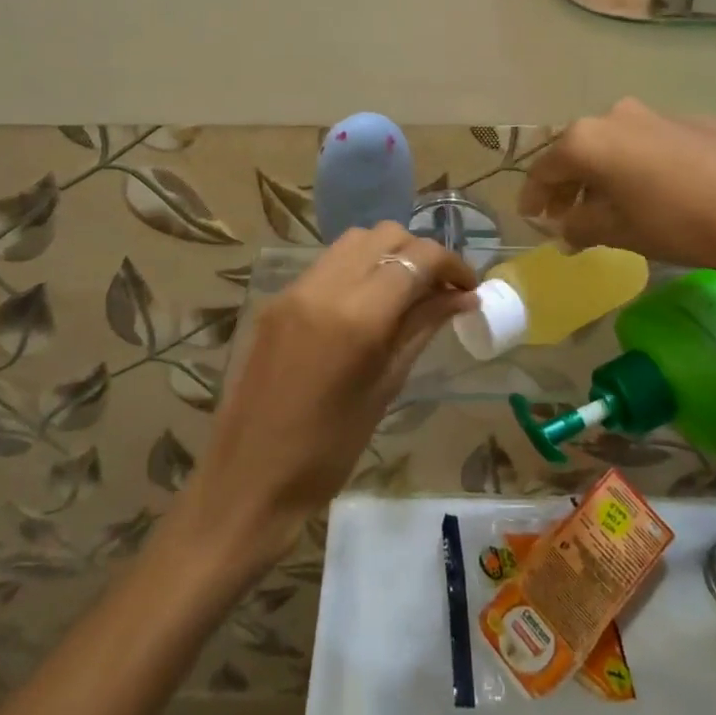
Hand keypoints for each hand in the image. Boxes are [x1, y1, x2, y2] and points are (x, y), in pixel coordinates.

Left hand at [182, 224, 477, 568]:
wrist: (247, 479)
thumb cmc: (328, 451)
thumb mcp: (385, 387)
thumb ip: (422, 329)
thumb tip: (462, 297)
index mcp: (357, 316)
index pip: (416, 258)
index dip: (451, 264)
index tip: (468, 288)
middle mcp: (324, 287)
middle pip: (385, 235)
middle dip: (419, 252)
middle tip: (439, 289)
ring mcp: (295, 289)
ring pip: (354, 240)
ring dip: (387, 254)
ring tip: (405, 292)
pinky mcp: (277, 299)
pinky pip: (328, 263)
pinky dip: (357, 268)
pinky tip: (368, 303)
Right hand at [517, 100, 715, 300]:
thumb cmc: (678, 224)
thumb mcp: (619, 232)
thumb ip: (580, 227)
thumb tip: (565, 229)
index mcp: (588, 139)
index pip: (545, 168)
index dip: (535, 196)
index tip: (532, 217)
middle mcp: (616, 115)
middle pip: (579, 151)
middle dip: (570, 184)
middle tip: (567, 215)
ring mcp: (658, 114)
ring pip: (616, 144)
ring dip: (606, 174)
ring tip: (611, 207)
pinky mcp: (695, 122)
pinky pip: (651, 144)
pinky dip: (640, 166)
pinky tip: (658, 194)